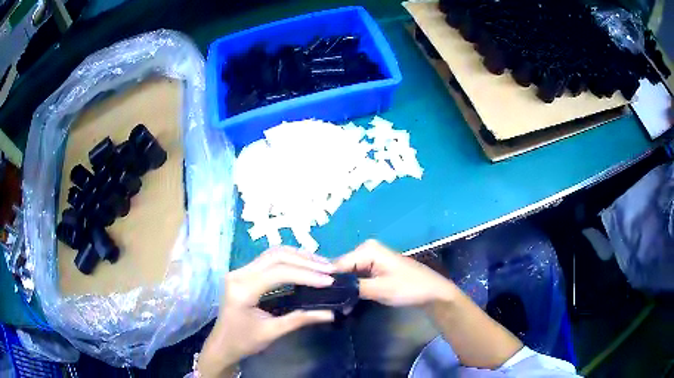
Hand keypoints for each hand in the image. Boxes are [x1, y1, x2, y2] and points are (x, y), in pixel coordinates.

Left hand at [198, 247, 335, 376]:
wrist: (222, 343)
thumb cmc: (243, 341)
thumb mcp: (272, 332)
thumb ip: (300, 319)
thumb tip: (330, 313)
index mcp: (243, 289)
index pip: (278, 273)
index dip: (306, 274)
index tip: (329, 281)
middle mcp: (239, 273)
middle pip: (276, 256)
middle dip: (305, 261)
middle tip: (330, 269)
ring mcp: (240, 271)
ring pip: (273, 253)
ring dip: (298, 256)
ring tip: (322, 264)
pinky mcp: (244, 273)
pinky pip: (269, 259)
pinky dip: (290, 259)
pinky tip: (305, 265)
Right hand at [335, 240, 457, 306]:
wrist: (433, 292)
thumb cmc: (409, 288)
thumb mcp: (380, 289)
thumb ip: (353, 288)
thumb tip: (327, 289)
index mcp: (367, 249)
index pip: (337, 264)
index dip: (328, 281)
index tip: (320, 299)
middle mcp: (365, 250)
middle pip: (341, 268)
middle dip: (335, 286)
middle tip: (329, 305)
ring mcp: (370, 259)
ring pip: (347, 274)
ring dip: (343, 290)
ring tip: (336, 306)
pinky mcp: (374, 269)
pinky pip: (355, 278)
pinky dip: (351, 289)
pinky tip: (347, 303)